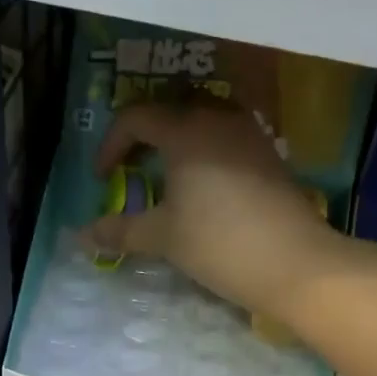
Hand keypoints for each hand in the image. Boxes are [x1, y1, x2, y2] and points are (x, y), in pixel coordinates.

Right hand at [85, 99, 343, 318]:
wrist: (295, 263)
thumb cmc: (219, 243)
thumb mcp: (163, 237)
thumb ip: (120, 230)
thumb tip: (81, 236)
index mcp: (186, 129)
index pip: (136, 117)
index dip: (111, 145)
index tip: (103, 178)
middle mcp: (219, 119)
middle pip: (171, 112)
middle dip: (143, 138)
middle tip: (130, 170)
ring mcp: (250, 135)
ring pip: (203, 124)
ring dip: (176, 145)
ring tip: (166, 179)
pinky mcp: (270, 156)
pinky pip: (226, 141)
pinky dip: (204, 155)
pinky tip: (203, 190)